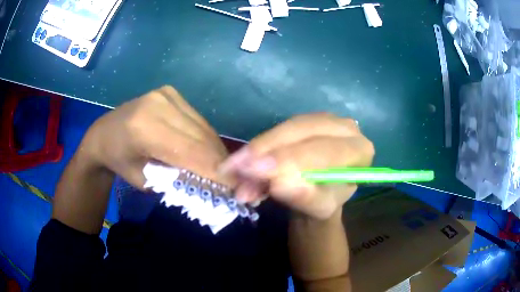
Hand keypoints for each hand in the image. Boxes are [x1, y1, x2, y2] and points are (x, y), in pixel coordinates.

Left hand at [80, 85, 230, 188]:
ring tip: (224, 169)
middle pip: (201, 137)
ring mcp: (166, 94)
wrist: (104, 133)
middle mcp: (158, 104)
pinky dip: (206, 138)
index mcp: (144, 128)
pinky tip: (209, 152)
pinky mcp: (171, 92)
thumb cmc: (120, 162)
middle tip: (235, 181)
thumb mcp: (145, 181)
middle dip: (220, 162)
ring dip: (215, 150)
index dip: (216, 172)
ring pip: (203, 127)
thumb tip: (212, 183)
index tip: (235, 189)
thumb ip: (177, 181)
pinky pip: (197, 120)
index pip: (190, 152)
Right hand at [220, 113, 373, 219]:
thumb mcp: (319, 207)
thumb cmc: (325, 201)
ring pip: (285, 128)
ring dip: (256, 149)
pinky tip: (241, 163)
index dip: (289, 159)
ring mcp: (324, 119)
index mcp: (359, 150)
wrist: (321, 192)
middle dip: (265, 149)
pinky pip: (278, 129)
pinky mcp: (305, 120)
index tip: (256, 170)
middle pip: (301, 131)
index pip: (325, 150)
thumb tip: (278, 184)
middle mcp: (345, 128)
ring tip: (232, 170)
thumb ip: (304, 197)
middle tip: (234, 167)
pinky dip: (257, 147)